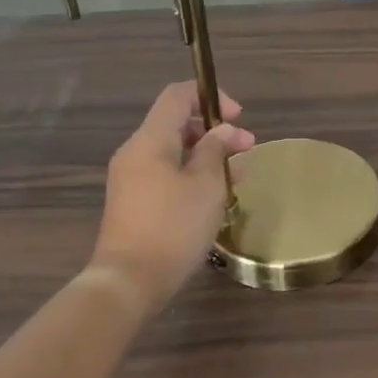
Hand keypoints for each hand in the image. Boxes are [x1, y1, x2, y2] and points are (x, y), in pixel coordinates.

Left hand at [87, 83, 255, 310]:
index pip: (177, 96)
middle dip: (215, 131)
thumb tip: (223, 131)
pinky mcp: (134, 201)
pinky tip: (215, 195)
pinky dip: (192, 174)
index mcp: (150, 140)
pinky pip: (165, 173)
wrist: (129, 281)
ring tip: (239, 175)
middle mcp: (135, 152)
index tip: (238, 117)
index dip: (210, 97)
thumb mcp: (206, 186)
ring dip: (207, 155)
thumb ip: (216, 150)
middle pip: (176, 123)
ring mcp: (131, 178)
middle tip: (247, 150)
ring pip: (173, 151)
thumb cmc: (173, 228)